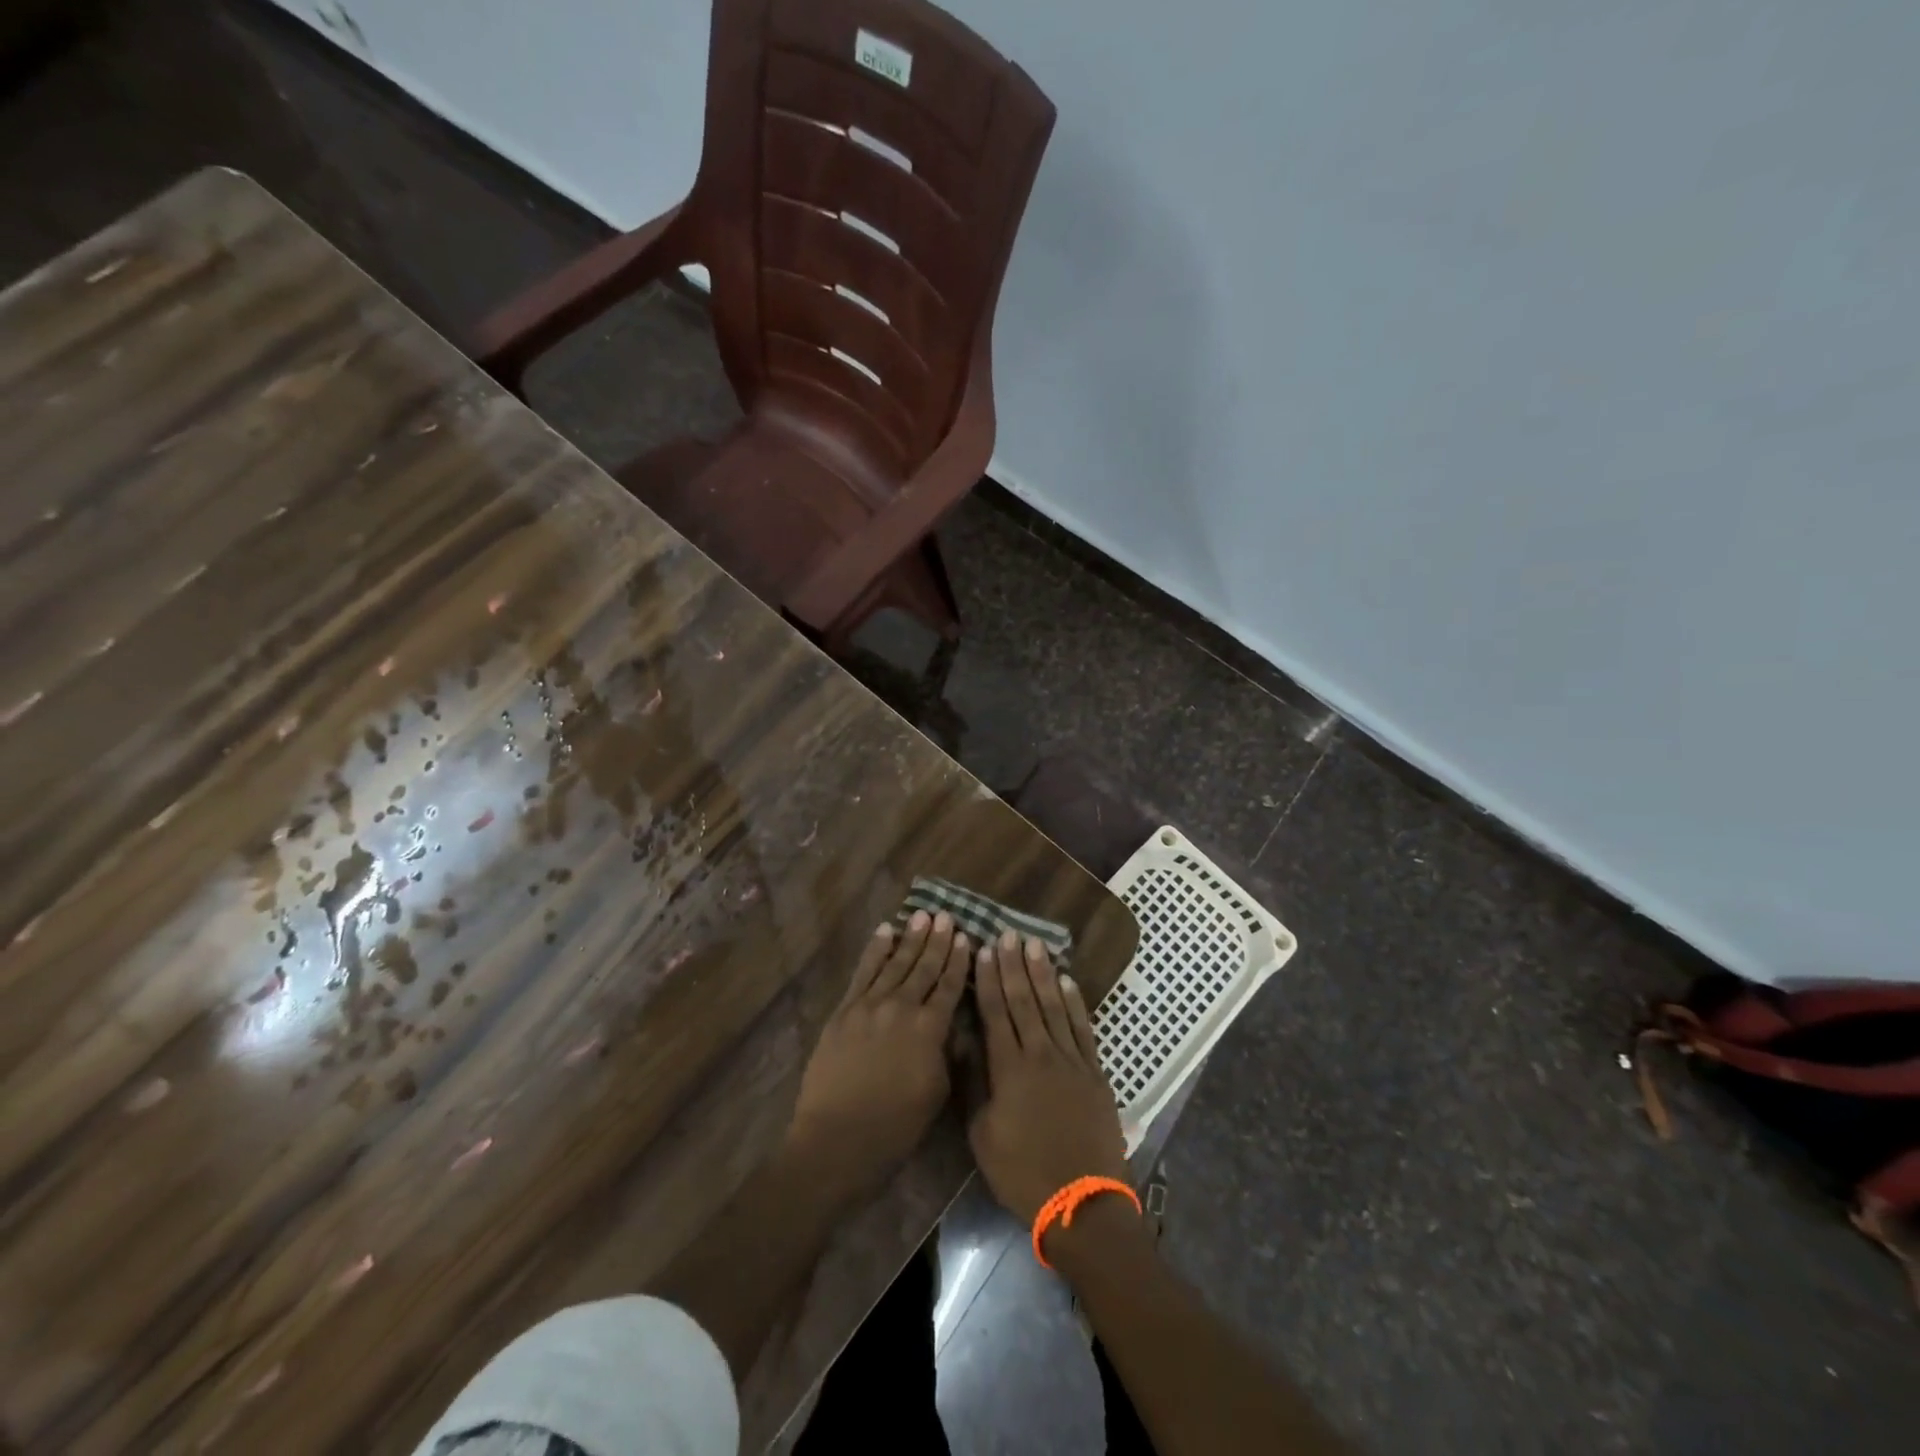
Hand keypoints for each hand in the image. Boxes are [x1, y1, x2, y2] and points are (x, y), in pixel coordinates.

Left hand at [788, 912, 971, 1195]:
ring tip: (922, 916)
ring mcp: (869, 1006)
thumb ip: (945, 1053)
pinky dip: (875, 951)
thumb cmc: (895, 1127)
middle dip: (937, 941)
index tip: (966, 938)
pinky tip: (885, 932)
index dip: (959, 961)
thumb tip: (951, 1027)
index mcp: (929, 1029)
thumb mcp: (936, 1093)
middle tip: (946, 916)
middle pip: (924, 968)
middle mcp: (901, 1008)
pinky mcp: (844, 1011)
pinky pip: (863, 972)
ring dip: (910, 938)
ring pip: (895, 963)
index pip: (949, 986)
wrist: (837, 1139)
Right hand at [968, 931, 1129, 1224]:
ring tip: (1035, 945)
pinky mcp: (1095, 1073)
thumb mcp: (982, 1134)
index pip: (996, 1012)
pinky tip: (1068, 982)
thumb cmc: (1022, 1173)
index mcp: (1009, 1069)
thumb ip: (974, 1083)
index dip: (989, 979)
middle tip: (1008, 933)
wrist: (1082, 1203)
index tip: (984, 949)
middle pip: (1025, 1001)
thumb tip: (963, 1040)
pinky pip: (1083, 1029)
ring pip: (1054, 1007)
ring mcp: (1072, 1061)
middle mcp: (1040, 1054)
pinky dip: (1075, 1003)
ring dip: (1043, 974)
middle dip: (1014, 965)